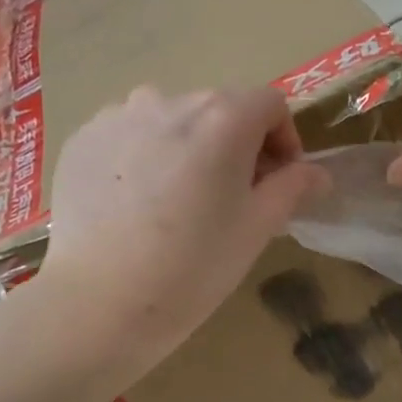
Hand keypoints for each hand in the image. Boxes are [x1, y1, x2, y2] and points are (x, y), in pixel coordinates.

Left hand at [38, 86, 326, 362]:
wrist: (101, 301)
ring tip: (180, 200)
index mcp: (223, 118)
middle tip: (232, 197)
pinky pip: (130, 134)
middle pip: (220, 108)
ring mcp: (119, 115)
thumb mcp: (258, 228)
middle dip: (237, 144)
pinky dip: (145, 156)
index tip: (278, 181)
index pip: (271, 103)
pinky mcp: (84, 138)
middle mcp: (170, 100)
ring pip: (172, 119)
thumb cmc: (195, 265)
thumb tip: (317, 173)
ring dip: (189, 147)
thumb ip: (293, 188)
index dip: (284, 139)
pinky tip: (138, 204)